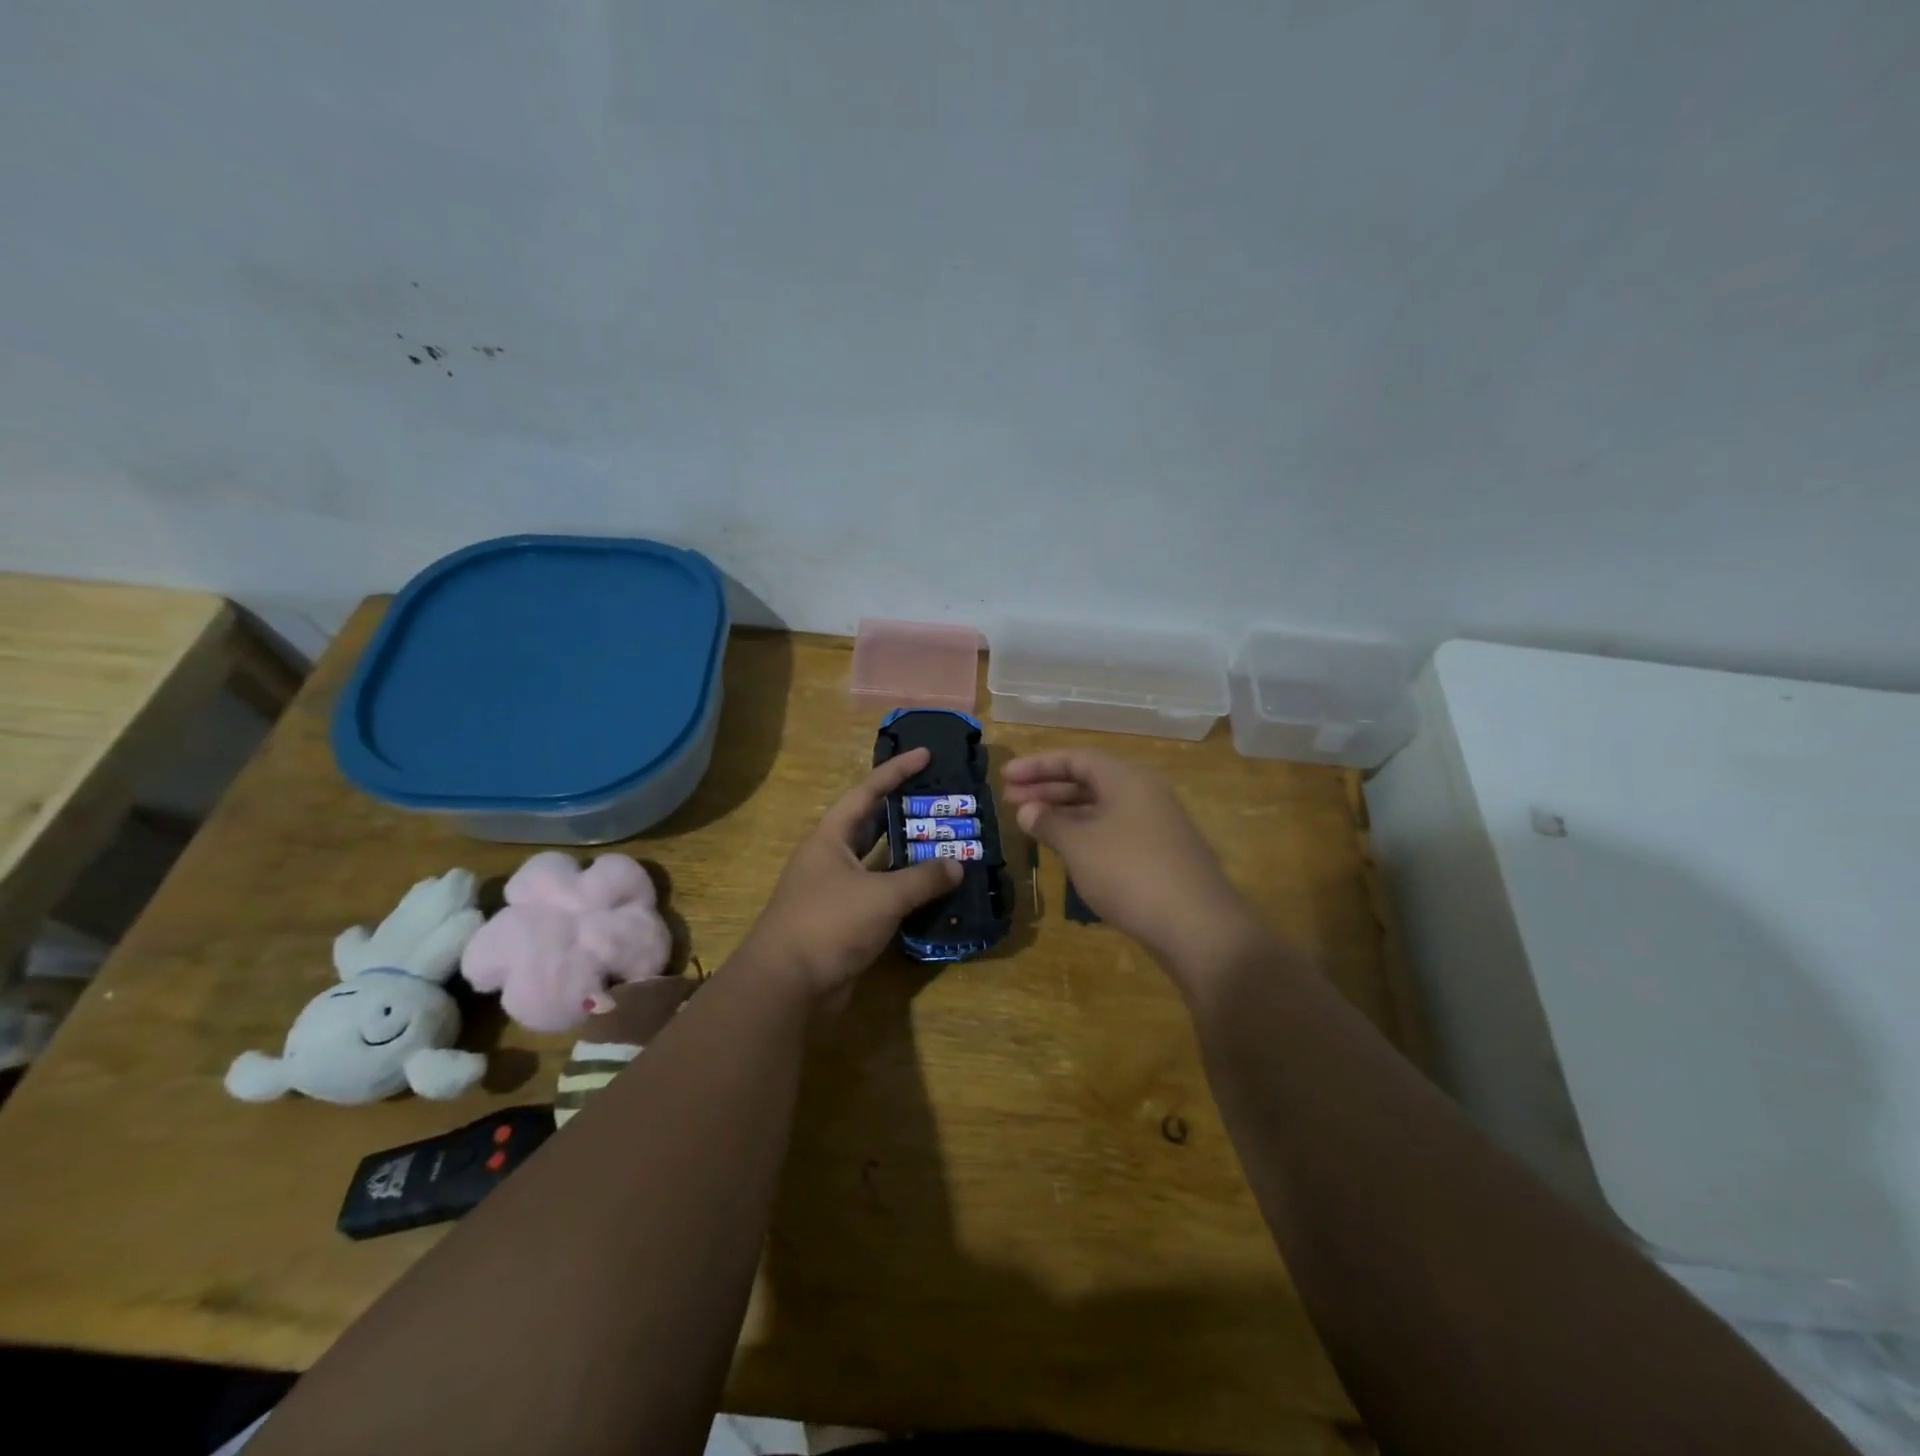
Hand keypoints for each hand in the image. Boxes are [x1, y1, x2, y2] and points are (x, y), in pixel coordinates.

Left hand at [737, 747, 962, 999]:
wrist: (787, 986)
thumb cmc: (829, 923)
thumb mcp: (881, 895)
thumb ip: (922, 878)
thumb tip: (956, 865)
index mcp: (831, 838)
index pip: (867, 792)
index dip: (896, 772)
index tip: (925, 754)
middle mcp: (831, 859)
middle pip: (872, 825)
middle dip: (904, 812)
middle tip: (941, 802)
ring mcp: (836, 892)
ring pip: (879, 863)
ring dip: (909, 856)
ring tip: (946, 843)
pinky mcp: (844, 923)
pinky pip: (881, 897)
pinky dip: (905, 892)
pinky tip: (934, 892)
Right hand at [1003, 748, 1264, 988]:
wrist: (1197, 926)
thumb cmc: (1130, 873)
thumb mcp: (1079, 845)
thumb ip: (1049, 823)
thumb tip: (1027, 810)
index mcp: (1127, 779)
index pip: (1076, 758)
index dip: (1038, 765)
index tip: (1006, 777)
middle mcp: (1144, 793)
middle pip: (1088, 780)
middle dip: (1047, 788)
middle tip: (1010, 800)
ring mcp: (1156, 824)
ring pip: (1101, 807)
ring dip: (1064, 812)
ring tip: (1031, 824)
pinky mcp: (1160, 854)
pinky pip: (1113, 830)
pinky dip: (1085, 833)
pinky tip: (1066, 849)